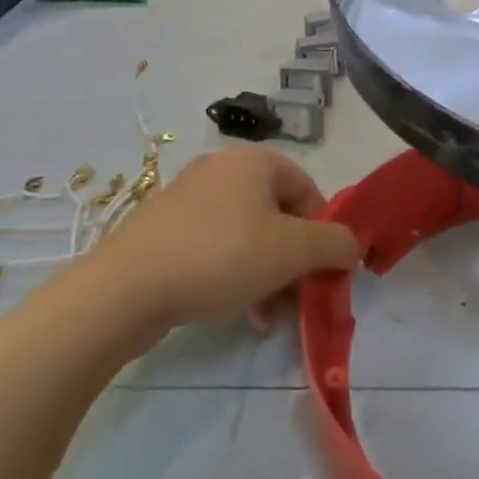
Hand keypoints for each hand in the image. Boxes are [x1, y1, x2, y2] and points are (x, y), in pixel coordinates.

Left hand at [94, 147, 360, 331]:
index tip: (325, 272)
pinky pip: (216, 247)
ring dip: (267, 274)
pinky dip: (234, 275)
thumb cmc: (221, 256)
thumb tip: (351, 246)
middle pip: (278, 214)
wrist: (127, 287)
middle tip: (299, 299)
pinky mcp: (165, 229)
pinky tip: (238, 313)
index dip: (324, 232)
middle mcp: (222, 169)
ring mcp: (189, 197)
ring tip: (268, 317)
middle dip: (294, 260)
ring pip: (248, 235)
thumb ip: (334, 244)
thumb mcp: (292, 251)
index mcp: (255, 161)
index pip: (309, 190)